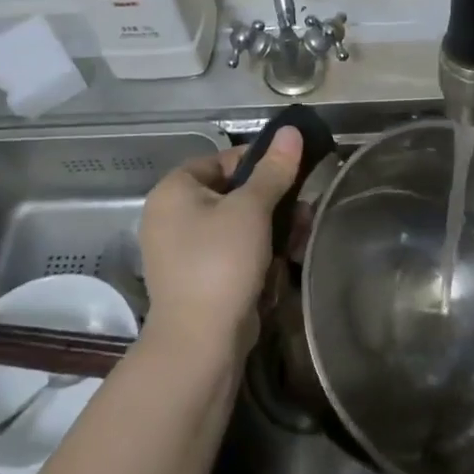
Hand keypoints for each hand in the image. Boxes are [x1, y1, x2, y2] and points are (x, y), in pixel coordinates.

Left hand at [137, 128, 303, 358]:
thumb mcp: (252, 209)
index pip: (222, 160)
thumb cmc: (221, 262)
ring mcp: (183, 251)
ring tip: (300, 238)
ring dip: (272, 229)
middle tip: (303, 210)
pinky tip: (284, 263)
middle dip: (272, 202)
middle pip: (232, 194)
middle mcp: (171, 216)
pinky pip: (232, 253)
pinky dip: (257, 254)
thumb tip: (291, 131)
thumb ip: (273, 170)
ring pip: (237, 226)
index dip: (258, 163)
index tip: (292, 173)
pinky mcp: (198, 279)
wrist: (200, 343)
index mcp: (174, 191)